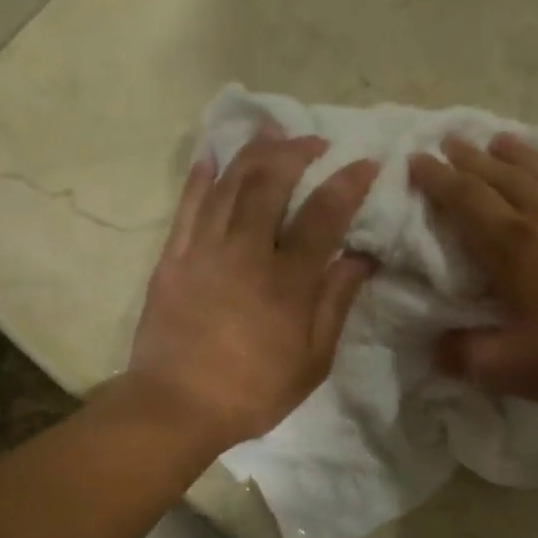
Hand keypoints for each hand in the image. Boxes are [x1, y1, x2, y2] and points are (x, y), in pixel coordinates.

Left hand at [125, 130, 378, 452]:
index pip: (323, 216)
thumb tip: (361, 258)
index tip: (365, 163)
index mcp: (286, 282)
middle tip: (314, 141)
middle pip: (270, 183)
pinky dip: (201, 177)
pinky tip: (212, 156)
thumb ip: (336, 304)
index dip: (347, 183)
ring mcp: (203, 251)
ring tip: (271, 131)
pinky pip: (187, 206)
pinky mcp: (172, 258)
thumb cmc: (253, 391)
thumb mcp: (312, 361)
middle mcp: (245, 253)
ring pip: (229, 184)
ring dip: (252, 151)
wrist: (175, 406)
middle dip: (295, 151)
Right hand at [408, 133, 537, 411]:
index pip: (465, 199)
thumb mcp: (505, 368)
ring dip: (517, 155)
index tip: (416, 159)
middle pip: (501, 176)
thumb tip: (437, 346)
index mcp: (511, 246)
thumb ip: (462, 354)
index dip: (437, 179)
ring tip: (500, 140)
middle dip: (470, 157)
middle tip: (449, 140)